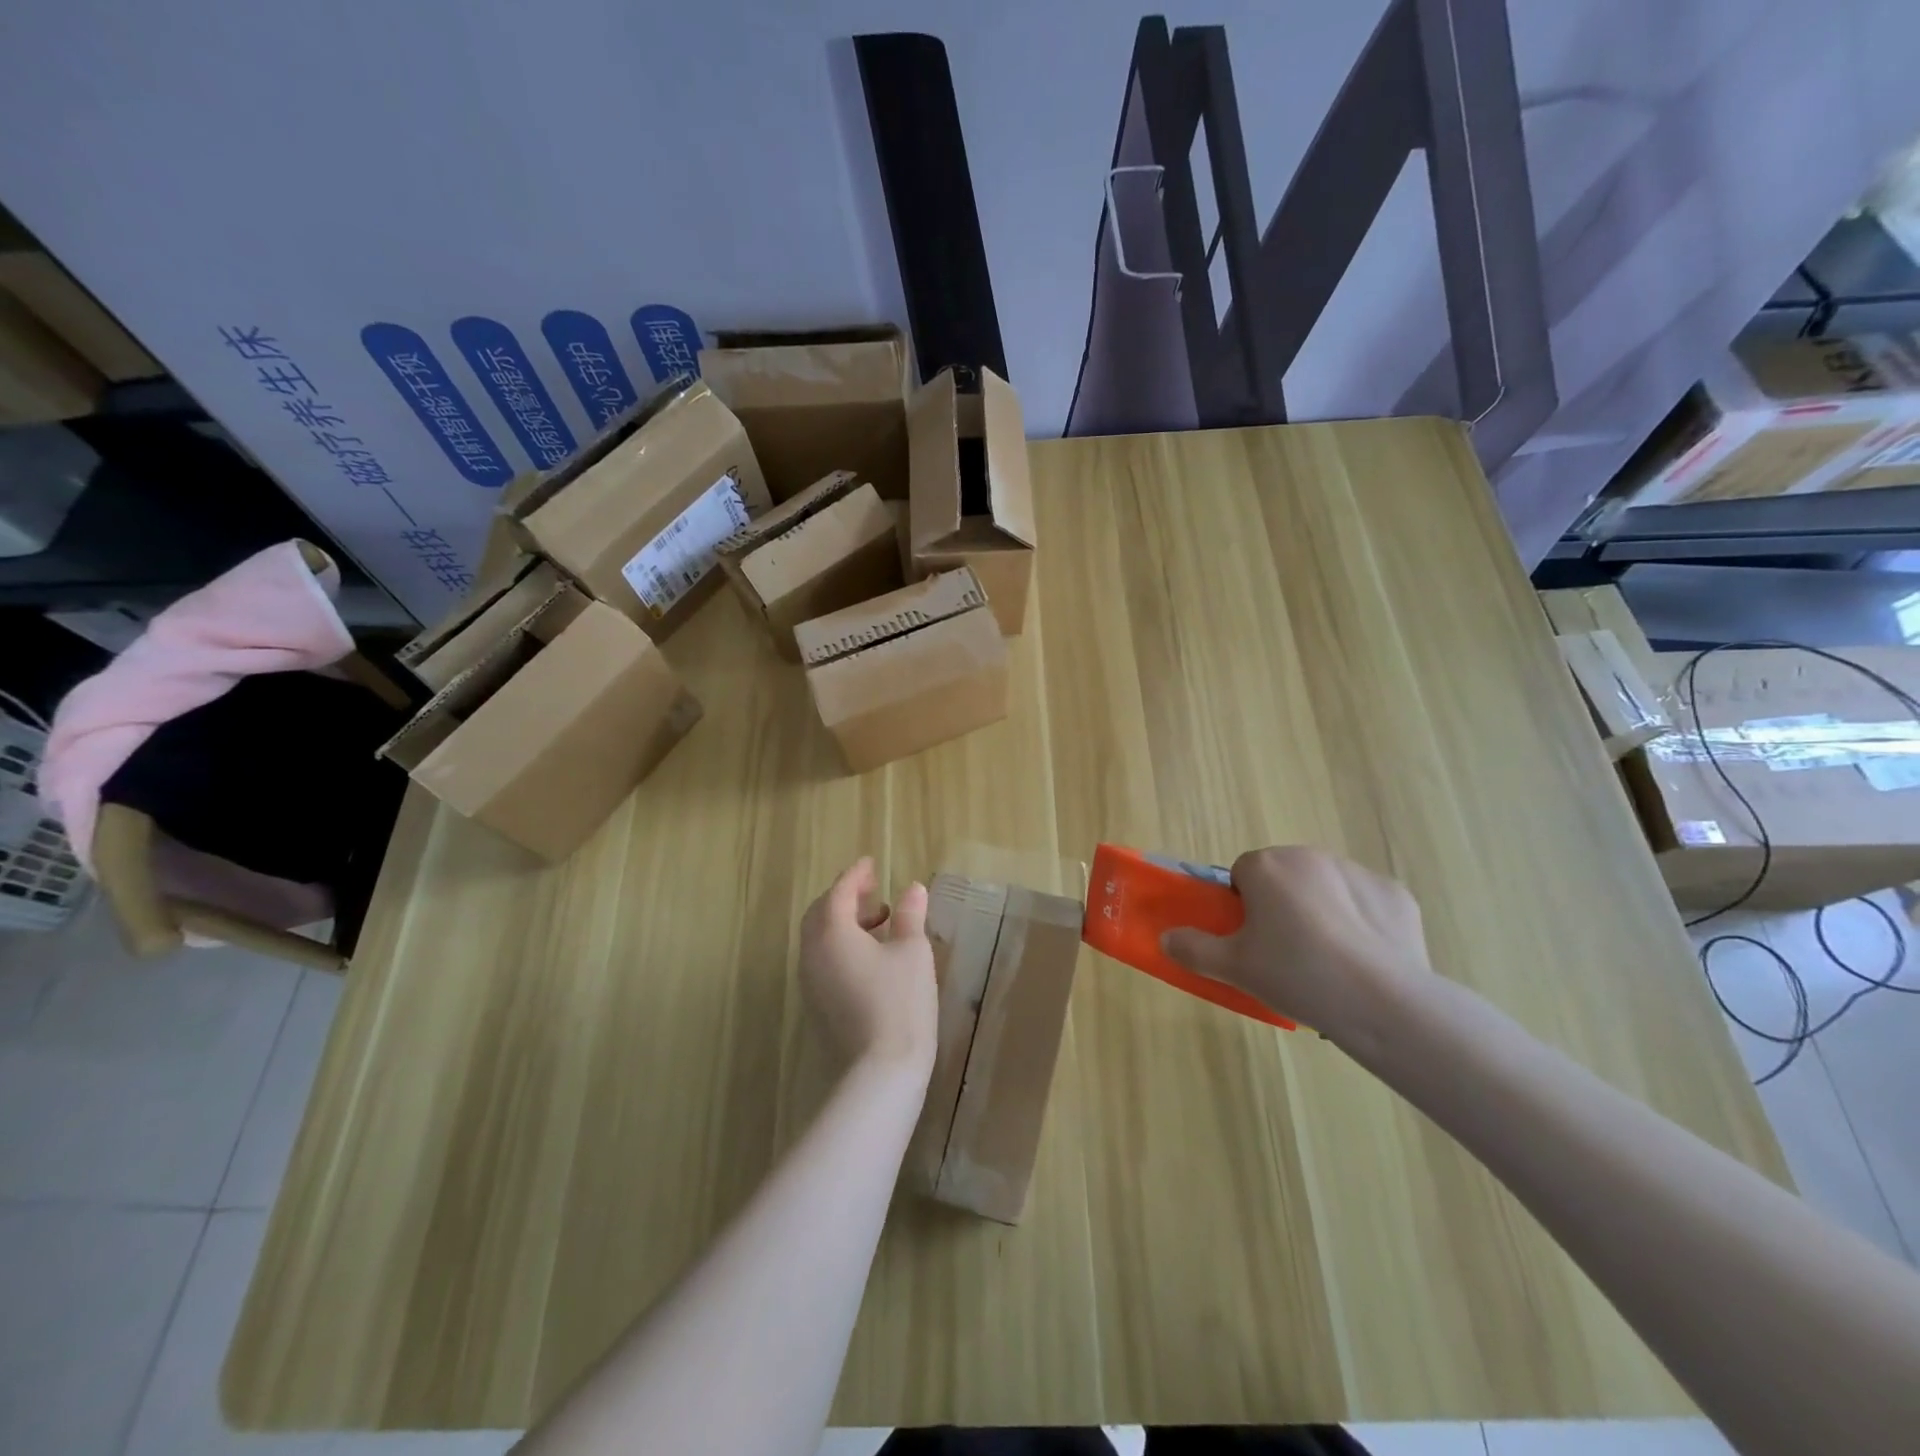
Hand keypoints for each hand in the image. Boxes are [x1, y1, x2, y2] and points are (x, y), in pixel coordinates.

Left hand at [800, 858, 937, 1077]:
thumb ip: (909, 916)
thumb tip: (913, 888)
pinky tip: (871, 955)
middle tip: (874, 890)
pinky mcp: (817, 1005)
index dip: (856, 875)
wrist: (880, 1072)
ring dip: (844, 922)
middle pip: (821, 913)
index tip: (871, 864)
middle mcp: (812, 954)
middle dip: (845, 897)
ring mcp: (810, 982)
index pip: (839, 892)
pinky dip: (841, 945)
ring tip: (880, 921)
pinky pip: (823, 960)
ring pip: (820, 939)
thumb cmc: (900, 1002)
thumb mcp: (912, 952)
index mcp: (831, 933)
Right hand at [1161, 846, 1430, 1044]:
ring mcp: (1358, 872)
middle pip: (1285, 876)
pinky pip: (1367, 905)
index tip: (1251, 940)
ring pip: (1326, 888)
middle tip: (1284, 954)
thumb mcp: (1232, 968)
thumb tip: (1166, 938)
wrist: (1381, 1002)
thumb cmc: (1295, 975)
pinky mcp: (1396, 895)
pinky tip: (1364, 961)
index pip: (1242, 874)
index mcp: (1267, 866)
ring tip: (1327, 963)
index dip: (1242, 907)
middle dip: (1282, 905)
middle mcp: (1310, 856)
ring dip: (1321, 911)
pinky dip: (1363, 925)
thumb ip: (1193, 949)